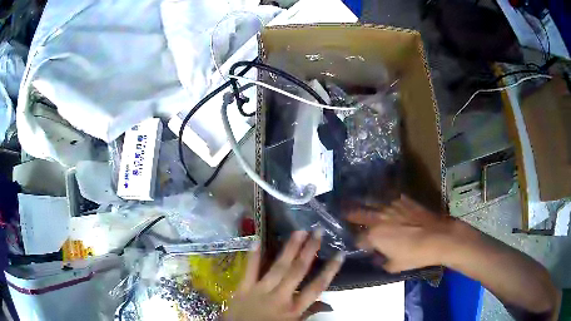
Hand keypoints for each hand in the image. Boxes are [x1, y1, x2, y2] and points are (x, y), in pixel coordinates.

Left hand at [224, 231, 344, 320]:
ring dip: (290, 248)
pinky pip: (250, 269)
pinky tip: (257, 239)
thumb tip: (329, 304)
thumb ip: (309, 313)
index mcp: (294, 309)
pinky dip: (253, 255)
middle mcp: (280, 297)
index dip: (329, 271)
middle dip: (309, 250)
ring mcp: (260, 291)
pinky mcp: (243, 288)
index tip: (340, 254)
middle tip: (318, 232)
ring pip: (278, 267)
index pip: (316, 287)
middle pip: (298, 271)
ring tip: (299, 231)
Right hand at [346, 195, 455, 272]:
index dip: (356, 242)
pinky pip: (390, 197)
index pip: (357, 238)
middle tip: (340, 210)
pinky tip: (385, 201)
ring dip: (363, 202)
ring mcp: (391, 206)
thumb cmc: (415, 255)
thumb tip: (378, 257)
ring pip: (372, 201)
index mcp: (374, 236)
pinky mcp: (404, 200)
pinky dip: (385, 200)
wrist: (438, 237)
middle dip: (348, 213)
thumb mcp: (395, 266)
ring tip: (357, 200)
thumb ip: (382, 262)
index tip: (358, 244)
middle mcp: (379, 218)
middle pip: (357, 213)